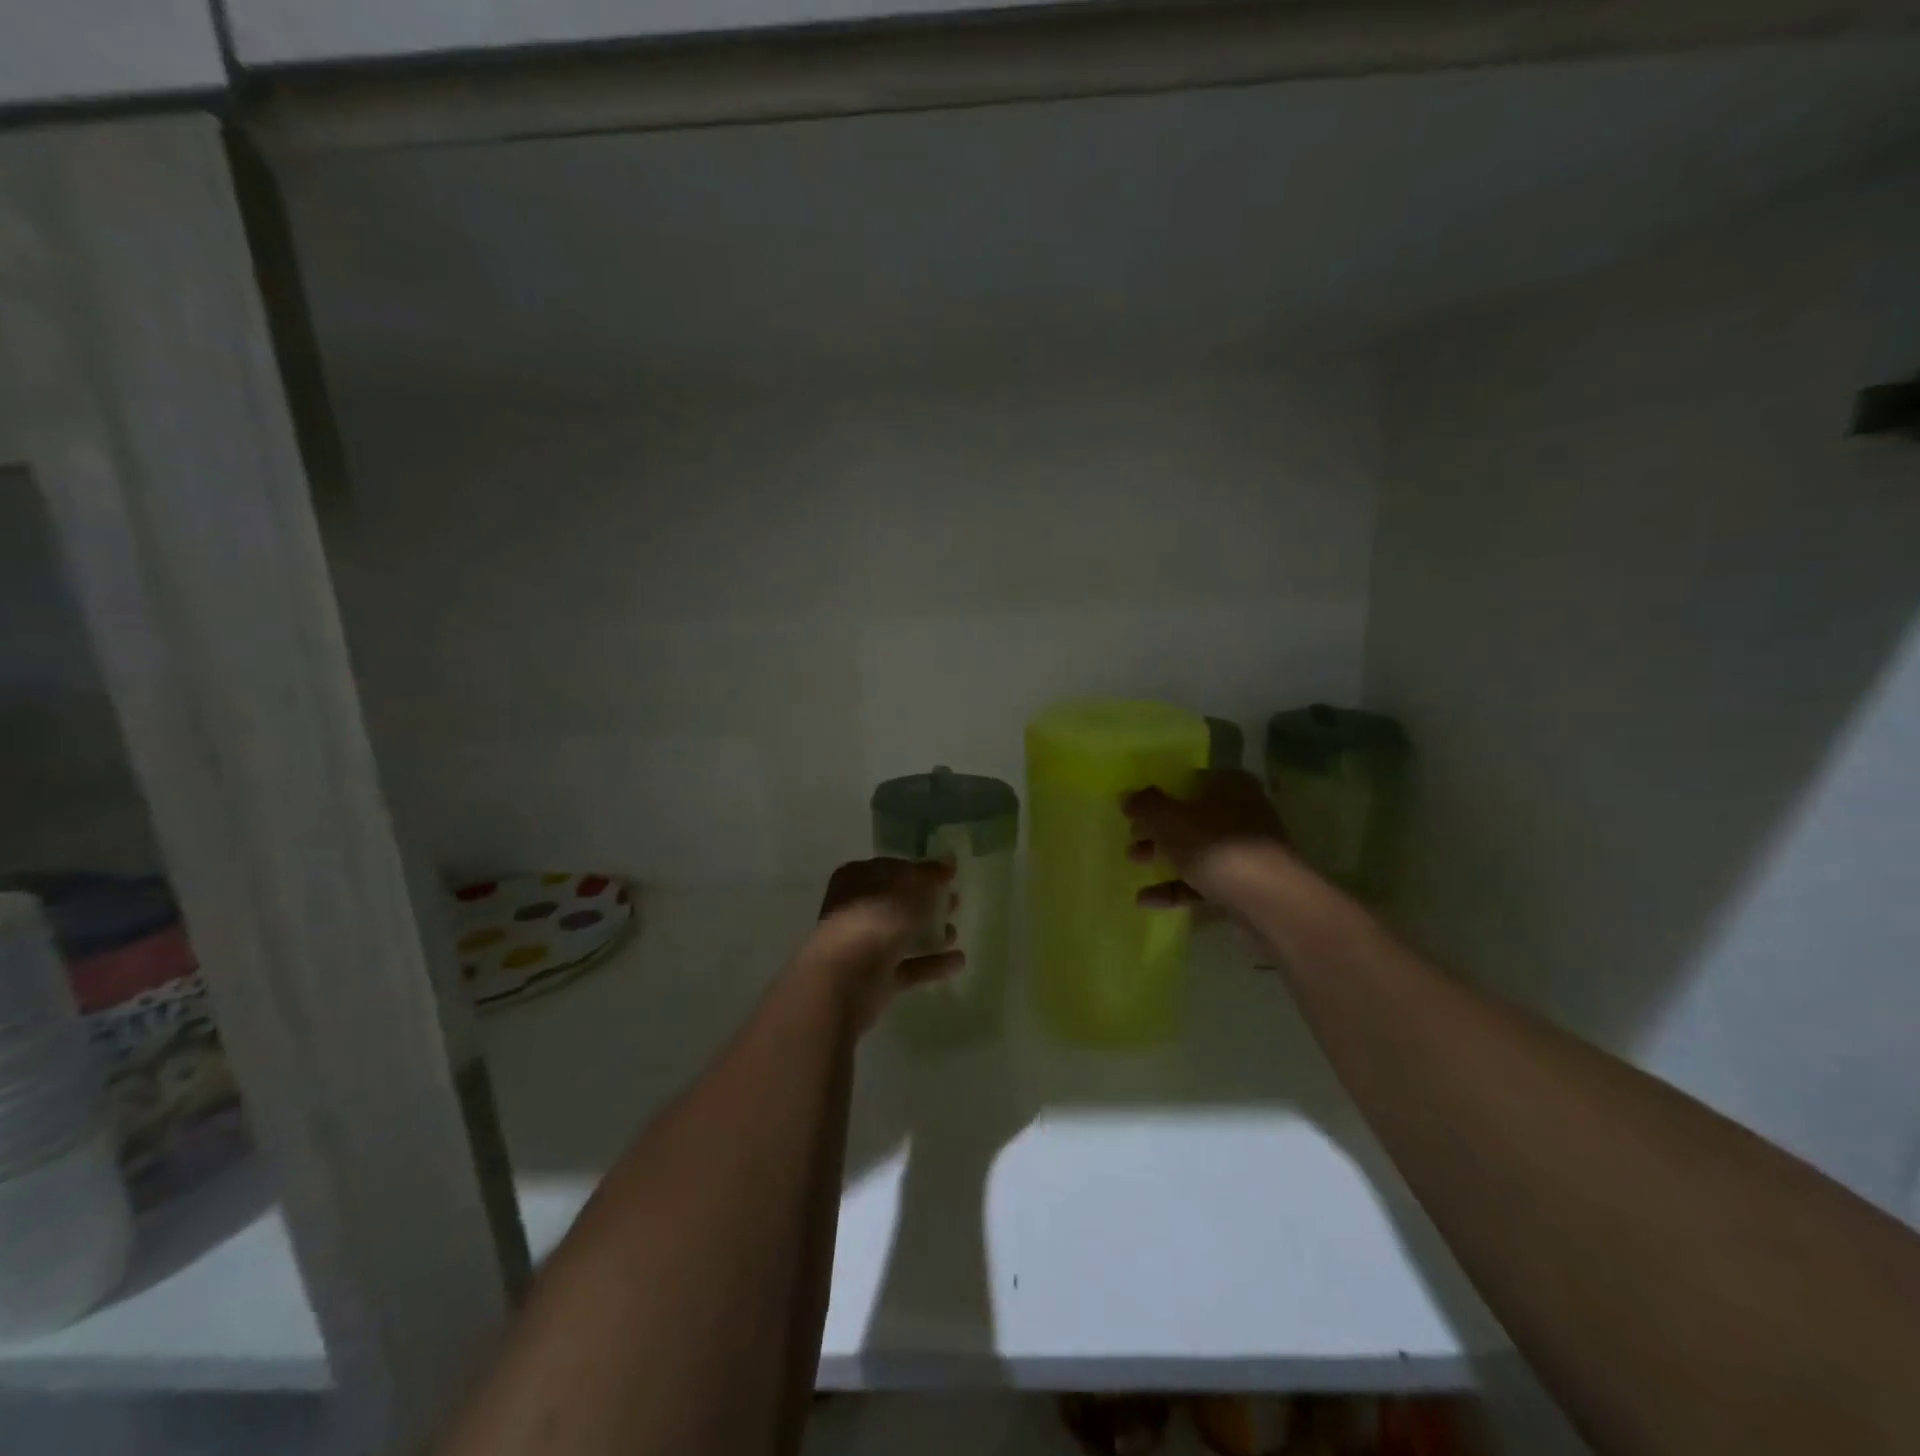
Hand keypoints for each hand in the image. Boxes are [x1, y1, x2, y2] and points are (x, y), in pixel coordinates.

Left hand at [808, 858, 964, 1030]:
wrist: (845, 981)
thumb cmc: (876, 920)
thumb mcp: (910, 888)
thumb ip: (931, 875)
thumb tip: (948, 861)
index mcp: (856, 879)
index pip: (892, 868)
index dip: (920, 871)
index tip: (948, 876)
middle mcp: (856, 910)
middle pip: (898, 902)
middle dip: (927, 902)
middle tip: (956, 902)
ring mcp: (864, 946)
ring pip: (903, 935)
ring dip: (930, 933)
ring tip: (956, 932)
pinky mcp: (875, 978)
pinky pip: (908, 965)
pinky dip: (931, 962)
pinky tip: (958, 961)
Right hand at [1123, 769, 1292, 909]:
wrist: (1269, 900)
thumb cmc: (1216, 846)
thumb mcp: (1170, 820)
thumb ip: (1146, 805)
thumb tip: (1127, 796)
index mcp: (1229, 785)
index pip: (1187, 781)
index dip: (1157, 794)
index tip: (1133, 810)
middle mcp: (1241, 811)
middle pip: (1190, 816)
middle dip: (1157, 828)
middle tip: (1131, 837)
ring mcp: (1245, 849)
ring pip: (1196, 848)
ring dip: (1164, 856)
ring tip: (1134, 863)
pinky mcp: (1245, 882)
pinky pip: (1203, 880)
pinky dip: (1176, 886)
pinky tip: (1146, 899)